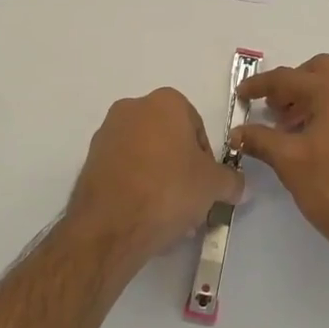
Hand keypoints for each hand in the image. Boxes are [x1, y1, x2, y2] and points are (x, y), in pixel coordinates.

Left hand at [67, 88, 242, 267]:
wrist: (111, 225)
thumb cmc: (169, 190)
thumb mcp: (214, 186)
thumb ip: (231, 180)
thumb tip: (239, 185)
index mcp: (165, 102)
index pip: (196, 127)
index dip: (206, 158)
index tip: (206, 184)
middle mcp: (132, 108)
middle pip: (168, 140)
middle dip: (181, 170)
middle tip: (190, 202)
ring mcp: (107, 134)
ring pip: (145, 157)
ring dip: (159, 181)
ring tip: (169, 218)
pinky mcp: (89, 160)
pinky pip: (124, 171)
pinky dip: (136, 188)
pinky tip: (144, 218)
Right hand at [231, 55, 328, 267]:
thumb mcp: (290, 162)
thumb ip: (260, 140)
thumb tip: (237, 132)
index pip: (289, 77)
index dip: (260, 85)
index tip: (241, 95)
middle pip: (318, 71)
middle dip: (291, 85)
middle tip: (272, 110)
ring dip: (308, 99)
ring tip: (287, 129)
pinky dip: (326, 111)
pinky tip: (311, 141)